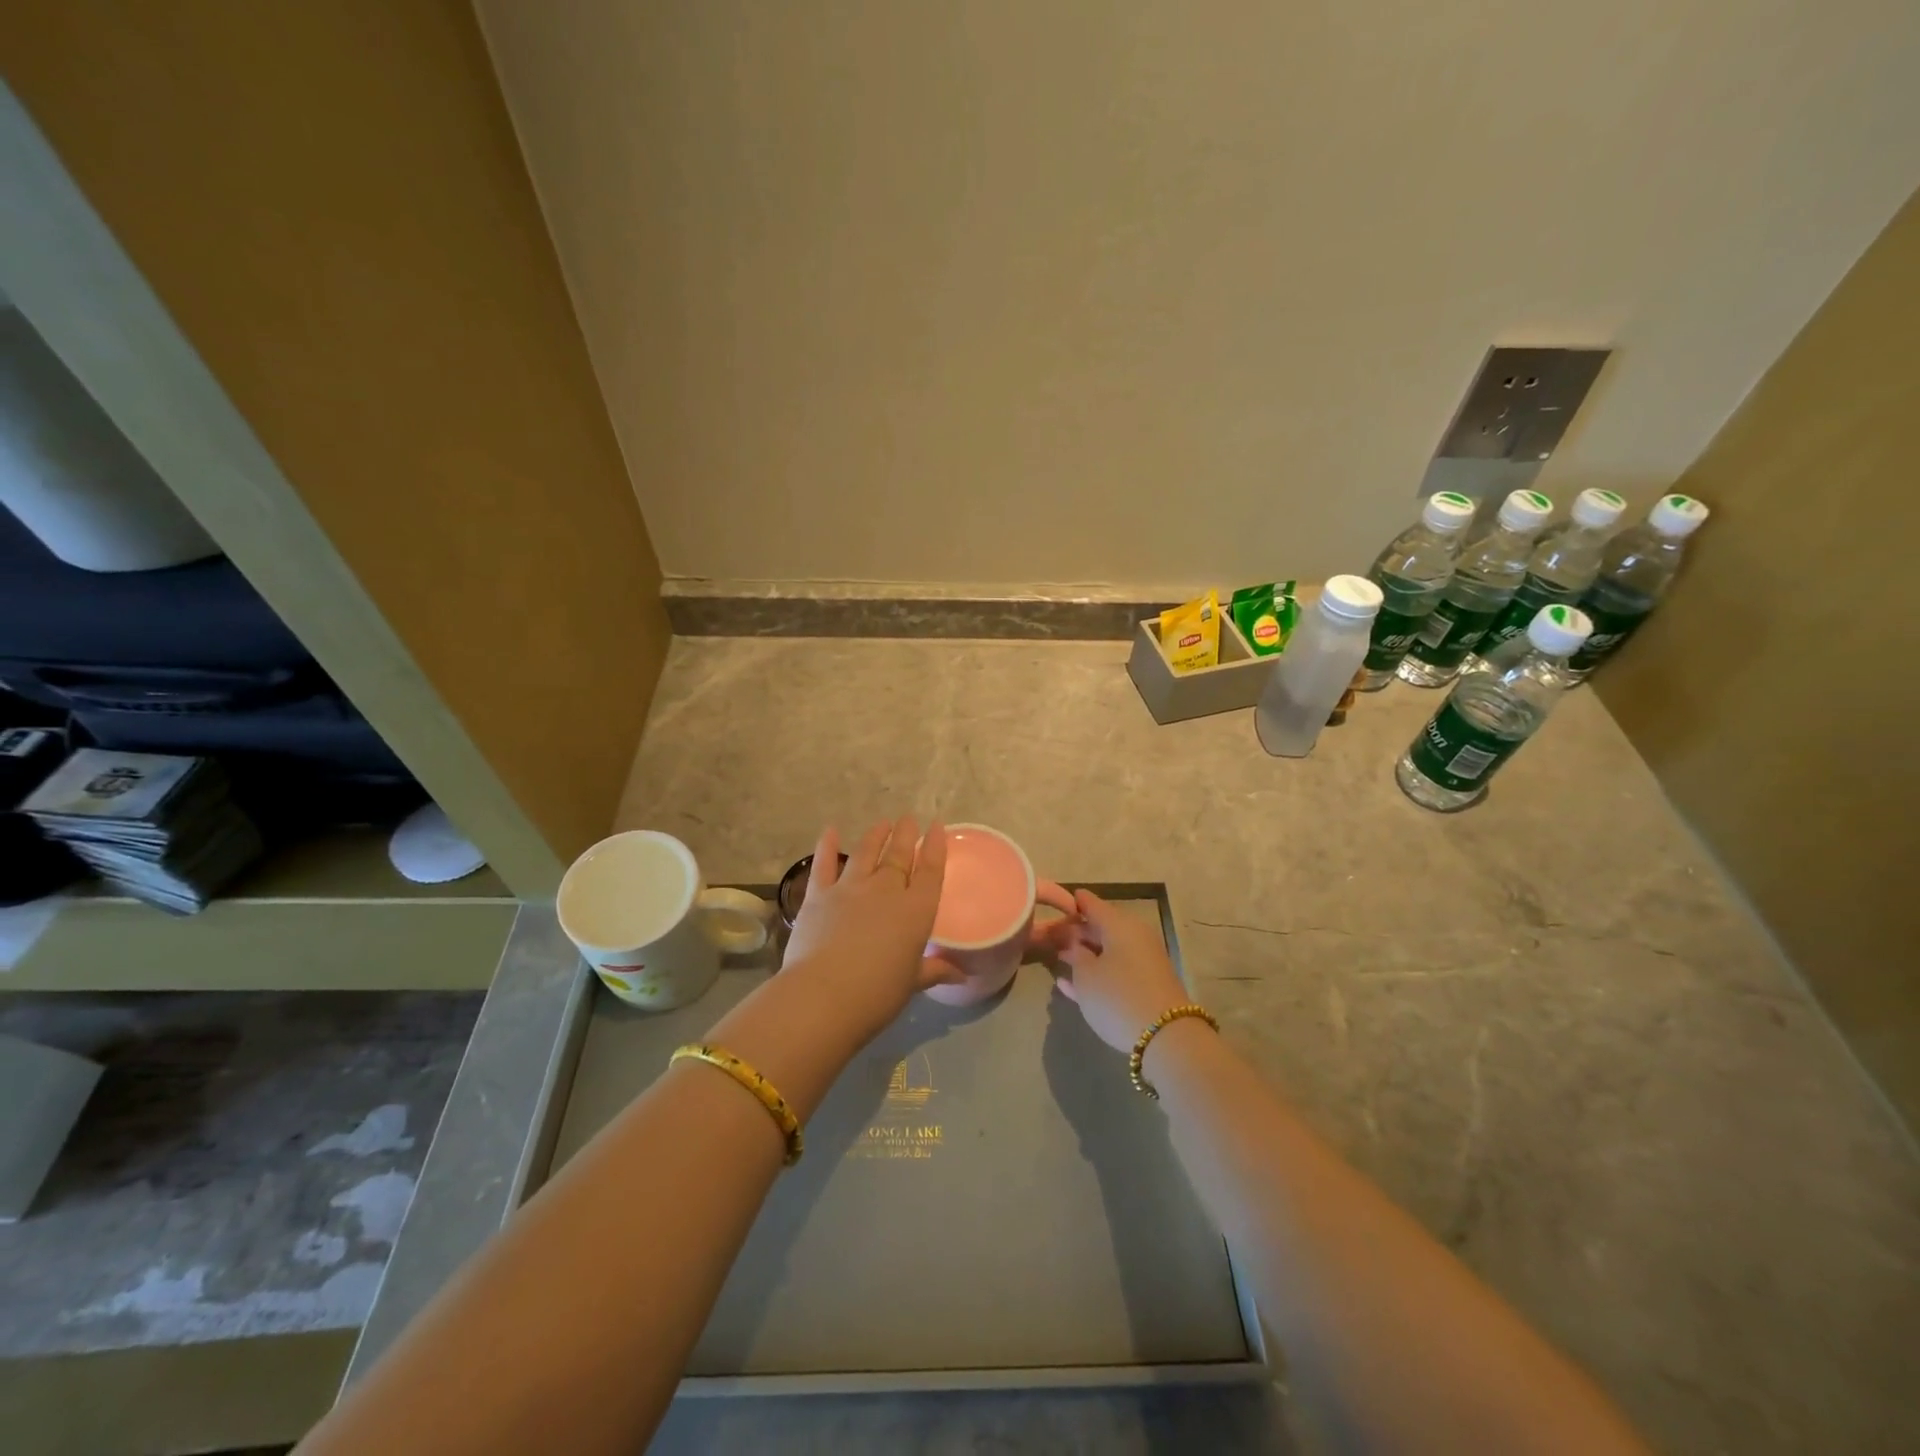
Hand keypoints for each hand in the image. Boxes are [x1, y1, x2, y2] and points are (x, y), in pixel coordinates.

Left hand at [782, 817, 961, 1042]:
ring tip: (882, 823)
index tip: (937, 827)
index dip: (936, 847)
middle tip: (909, 819)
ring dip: (875, 835)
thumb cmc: (877, 994)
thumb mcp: (912, 983)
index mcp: (916, 911)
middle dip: (906, 835)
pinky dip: (827, 845)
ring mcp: (850, 888)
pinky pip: (824, 864)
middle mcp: (886, 891)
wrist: (824, 995)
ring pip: (866, 852)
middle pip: (899, 855)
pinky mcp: (819, 894)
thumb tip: (962, 976)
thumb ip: (934, 971)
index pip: (931, 871)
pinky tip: (830, 830)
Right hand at [1052, 889, 1192, 1052]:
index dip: (1071, 903)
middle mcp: (1134, 937)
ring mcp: (1143, 962)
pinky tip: (1072, 984)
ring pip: (1108, 951)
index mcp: (1119, 924)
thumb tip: (1075, 945)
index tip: (1053, 906)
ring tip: (1059, 957)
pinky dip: (1097, 973)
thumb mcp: (1086, 975)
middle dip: (1076, 932)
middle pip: (1101, 927)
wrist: (1165, 1036)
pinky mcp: (1146, 985)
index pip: (1091, 903)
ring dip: (1085, 954)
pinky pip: (1116, 971)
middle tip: (1051, 937)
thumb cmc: (1117, 996)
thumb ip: (1075, 955)